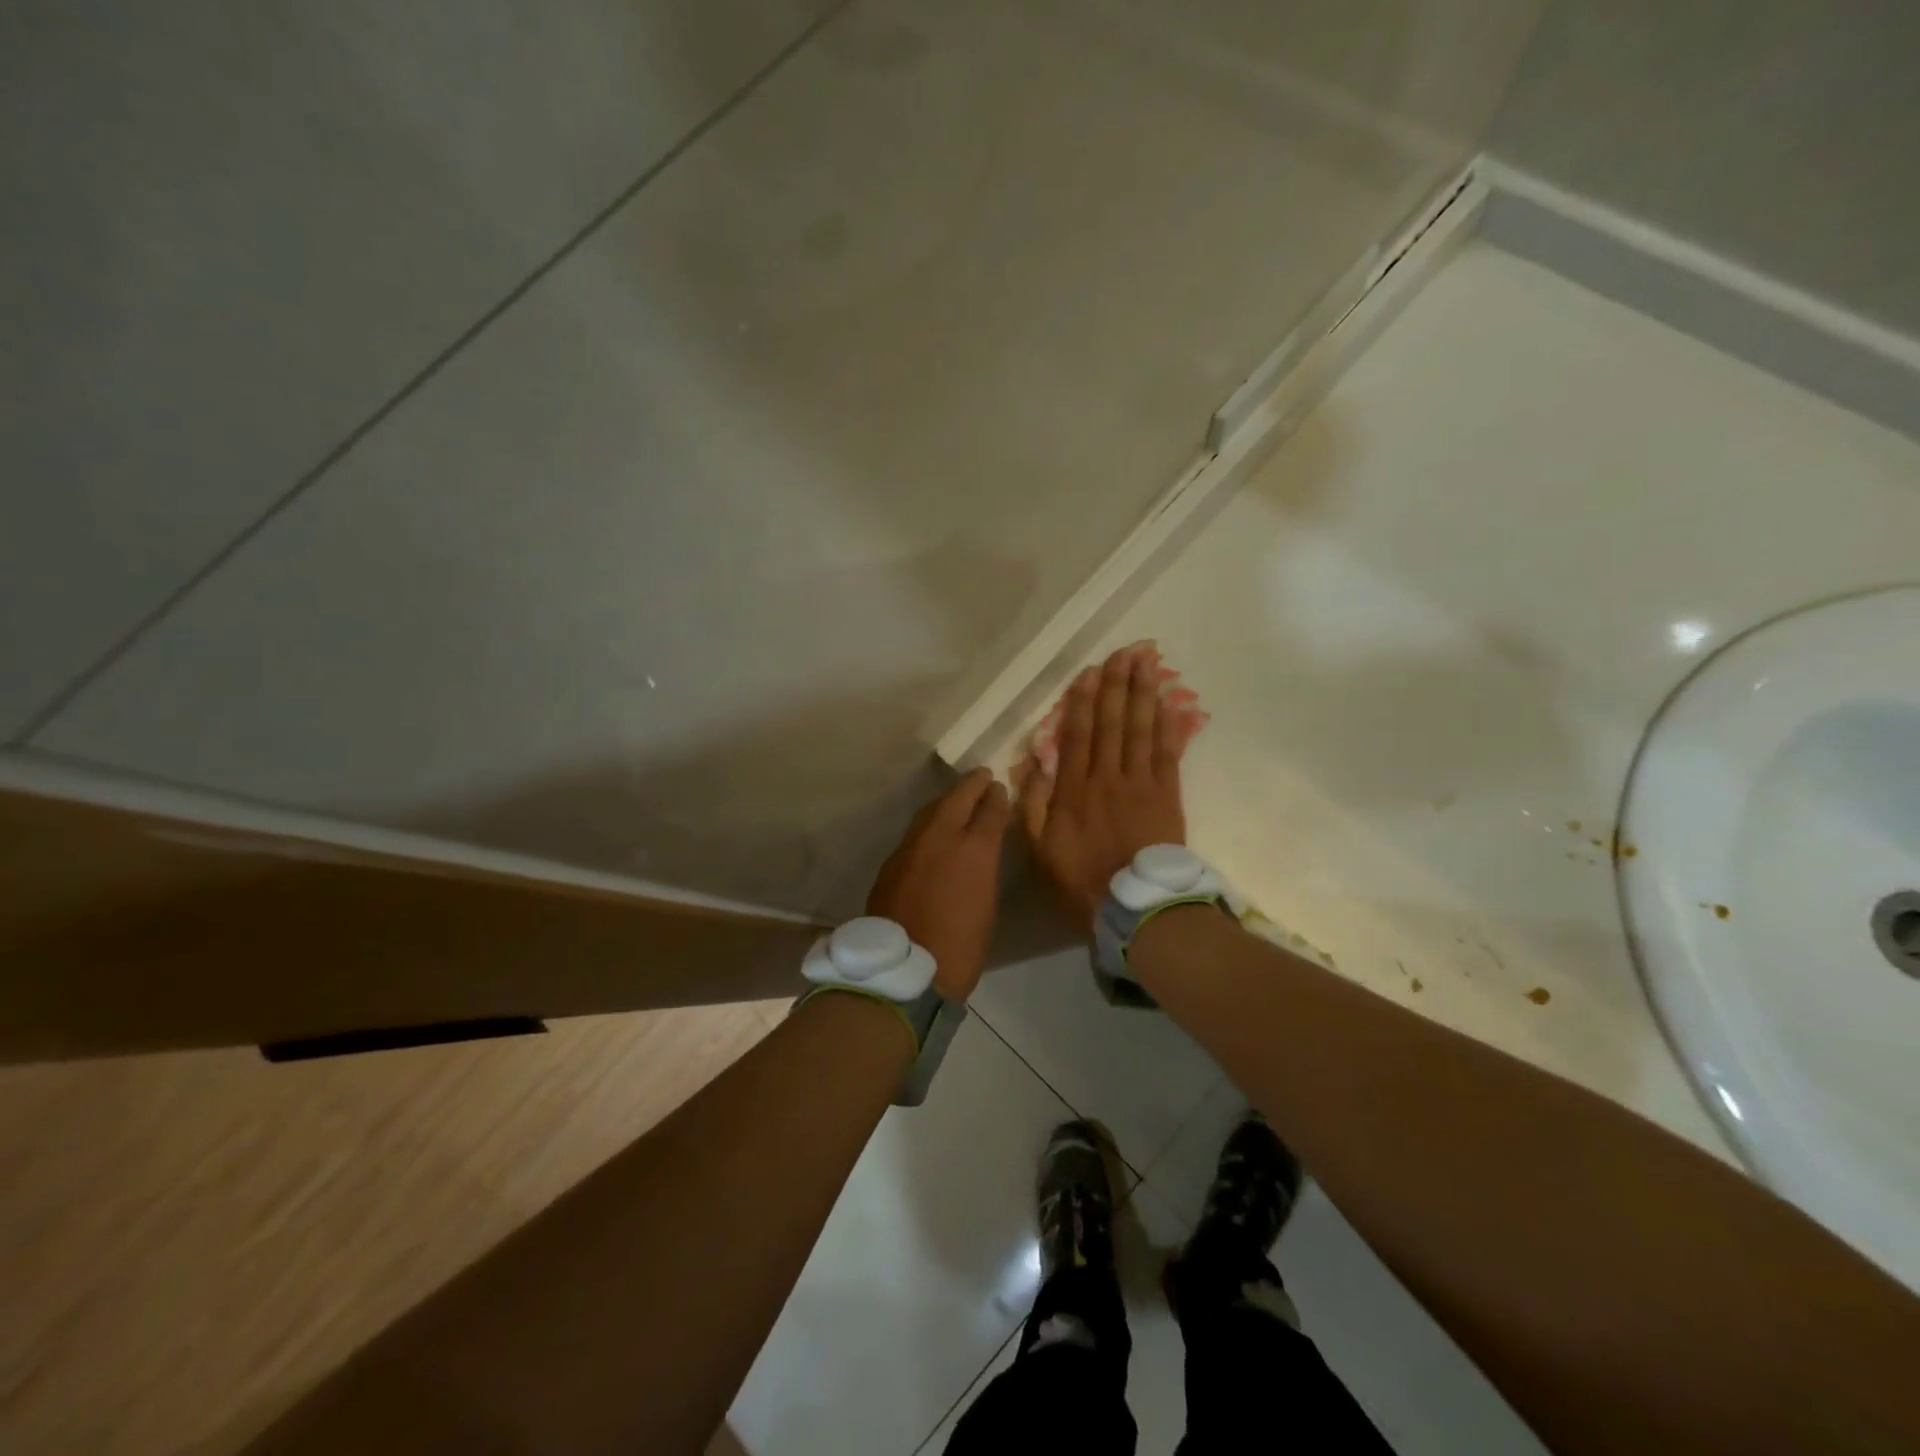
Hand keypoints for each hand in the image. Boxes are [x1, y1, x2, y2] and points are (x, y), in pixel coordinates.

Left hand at [867, 767, 1011, 1002]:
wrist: (905, 969)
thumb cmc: (961, 947)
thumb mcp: (986, 904)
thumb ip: (984, 868)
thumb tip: (981, 852)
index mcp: (975, 849)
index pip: (990, 809)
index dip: (997, 797)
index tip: (1000, 789)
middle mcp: (942, 836)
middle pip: (957, 798)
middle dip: (972, 785)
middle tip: (982, 776)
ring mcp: (912, 846)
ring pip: (931, 810)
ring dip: (947, 801)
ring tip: (958, 798)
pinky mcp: (892, 860)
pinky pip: (915, 832)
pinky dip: (929, 824)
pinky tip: (933, 830)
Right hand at [1013, 643, 1186, 929]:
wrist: (1134, 907)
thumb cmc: (1081, 879)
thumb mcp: (1039, 848)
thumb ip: (1033, 805)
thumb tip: (1033, 764)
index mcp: (1073, 789)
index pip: (1079, 735)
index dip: (1084, 701)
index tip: (1090, 673)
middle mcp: (1107, 777)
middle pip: (1113, 723)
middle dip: (1117, 685)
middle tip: (1125, 652)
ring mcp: (1140, 783)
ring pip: (1140, 730)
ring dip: (1143, 694)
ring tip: (1147, 663)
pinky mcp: (1167, 795)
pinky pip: (1167, 753)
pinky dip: (1168, 725)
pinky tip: (1169, 702)